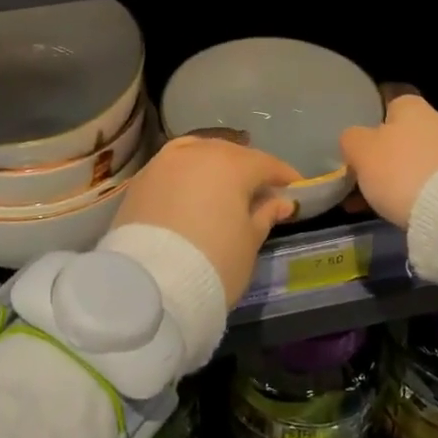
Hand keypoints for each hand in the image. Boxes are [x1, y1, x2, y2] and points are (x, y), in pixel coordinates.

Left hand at [110, 136, 300, 305]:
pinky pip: (173, 167)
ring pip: (198, 153)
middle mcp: (197, 152)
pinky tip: (193, 192)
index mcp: (231, 163)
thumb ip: (265, 215)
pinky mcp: (141, 179)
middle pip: (230, 153)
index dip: (284, 176)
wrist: (150, 284)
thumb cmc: (214, 262)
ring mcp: (164, 162)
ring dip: (214, 166)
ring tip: (225, 188)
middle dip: (248, 169)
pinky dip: (187, 175)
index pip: (266, 164)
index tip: (296, 189)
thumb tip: (279, 202)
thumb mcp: (249, 241)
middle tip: (261, 191)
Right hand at [339, 95, 437, 229]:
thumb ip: (352, 139)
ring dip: (402, 177)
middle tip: (367, 180)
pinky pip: (435, 182)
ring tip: (382, 203)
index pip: (388, 106)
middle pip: (404, 136)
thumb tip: (354, 139)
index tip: (360, 151)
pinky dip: (420, 193)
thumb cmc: (400, 170)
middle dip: (387, 156)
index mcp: (410, 106)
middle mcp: (437, 120)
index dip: (371, 127)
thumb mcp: (359, 150)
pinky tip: (407, 211)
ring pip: (419, 161)